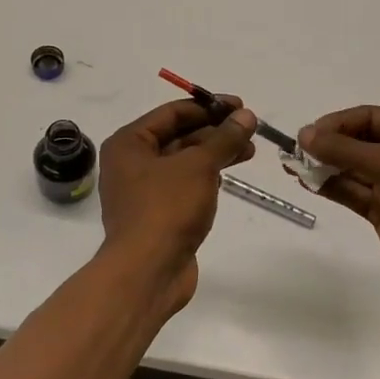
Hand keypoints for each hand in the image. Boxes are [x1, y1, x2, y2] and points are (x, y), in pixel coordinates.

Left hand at [98, 97, 256, 308]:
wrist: (148, 272)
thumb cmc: (167, 208)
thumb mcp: (199, 166)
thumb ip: (224, 138)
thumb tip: (246, 115)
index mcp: (129, 143)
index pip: (172, 113)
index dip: (208, 107)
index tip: (240, 106)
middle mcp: (131, 163)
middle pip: (178, 136)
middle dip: (215, 132)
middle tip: (249, 129)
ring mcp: (144, 191)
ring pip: (184, 162)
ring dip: (215, 154)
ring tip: (250, 151)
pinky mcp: (158, 214)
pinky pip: (185, 185)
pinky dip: (206, 177)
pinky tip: (229, 175)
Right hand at [296, 106, 379, 297]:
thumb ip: (344, 150)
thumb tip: (305, 134)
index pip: (369, 118)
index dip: (338, 123)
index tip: (309, 133)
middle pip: (358, 142)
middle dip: (328, 145)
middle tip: (296, 150)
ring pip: (352, 169)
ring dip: (324, 166)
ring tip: (293, 166)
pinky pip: (352, 192)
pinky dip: (331, 187)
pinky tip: (307, 183)